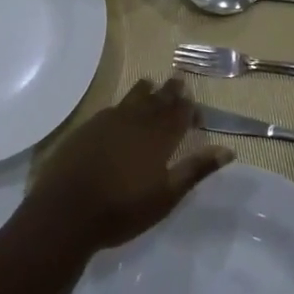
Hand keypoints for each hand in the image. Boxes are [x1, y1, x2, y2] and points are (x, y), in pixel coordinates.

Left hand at [24, 78, 233, 255]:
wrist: (66, 210)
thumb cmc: (122, 210)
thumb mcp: (166, 196)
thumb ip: (195, 170)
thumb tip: (228, 150)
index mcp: (158, 138)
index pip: (179, 114)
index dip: (189, 108)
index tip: (196, 107)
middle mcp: (135, 122)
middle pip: (157, 100)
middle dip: (170, 92)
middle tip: (179, 83)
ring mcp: (108, 122)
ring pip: (132, 98)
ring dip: (146, 91)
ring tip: (152, 84)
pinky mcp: (86, 128)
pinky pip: (112, 108)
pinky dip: (123, 104)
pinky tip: (121, 108)